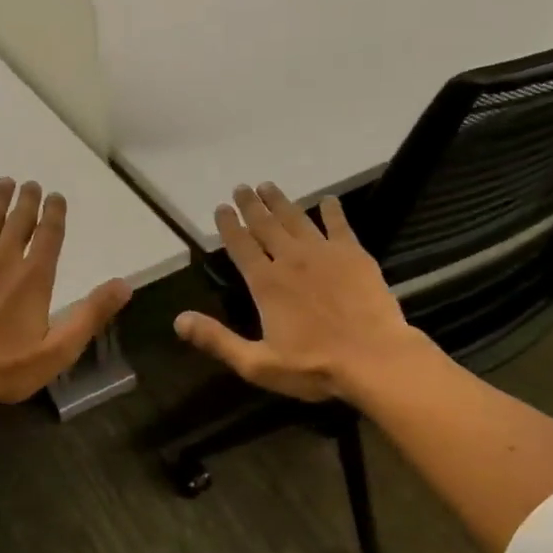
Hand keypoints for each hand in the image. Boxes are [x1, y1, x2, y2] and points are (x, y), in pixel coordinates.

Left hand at [0, 177, 132, 408]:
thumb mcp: (59, 349)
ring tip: (3, 182)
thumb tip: (124, 285)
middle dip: (27, 201)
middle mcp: (4, 261)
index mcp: (34, 277)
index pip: (49, 236)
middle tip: (30, 184)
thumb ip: (91, 314)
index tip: (56, 196)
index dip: (54, 214)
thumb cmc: (6, 367)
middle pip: (18, 223)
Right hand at [174, 183, 418, 402]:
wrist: (374, 359)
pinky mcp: (355, 255)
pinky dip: (332, 211)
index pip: (241, 246)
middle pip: (266, 225)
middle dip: (251, 205)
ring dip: (281, 202)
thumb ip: (217, 340)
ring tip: (269, 186)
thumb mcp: (257, 363)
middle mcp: (291, 260)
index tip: (221, 208)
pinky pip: (340, 226)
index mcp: (266, 283)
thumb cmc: (313, 366)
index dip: (229, 226)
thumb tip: (179, 320)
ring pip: (297, 219)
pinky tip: (328, 201)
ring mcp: (325, 253)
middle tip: (242, 187)